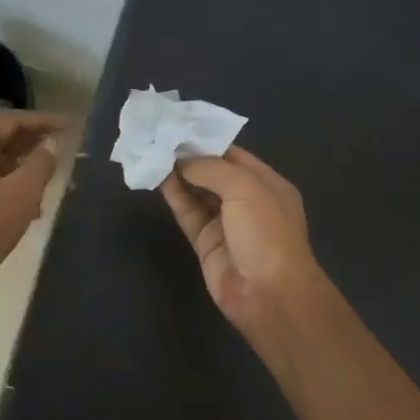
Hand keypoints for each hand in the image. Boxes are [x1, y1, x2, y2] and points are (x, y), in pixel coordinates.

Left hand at [0, 110, 64, 303]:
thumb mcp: (22, 193)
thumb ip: (41, 163)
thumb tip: (51, 143)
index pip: (10, 119)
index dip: (42, 121)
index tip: (68, 127)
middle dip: (32, 142)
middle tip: (62, 148)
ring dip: (21, 164)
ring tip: (49, 177)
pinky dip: (6, 180)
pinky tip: (27, 202)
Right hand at [160, 147, 324, 340]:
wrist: (268, 293)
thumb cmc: (266, 233)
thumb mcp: (246, 189)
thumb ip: (212, 169)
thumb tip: (182, 160)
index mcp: (267, 184)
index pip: (234, 155)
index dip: (207, 141)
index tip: (178, 126)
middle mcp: (248, 201)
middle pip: (214, 173)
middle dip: (189, 157)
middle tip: (157, 137)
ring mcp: (226, 224)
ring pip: (198, 193)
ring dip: (177, 175)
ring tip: (151, 153)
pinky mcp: (206, 244)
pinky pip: (188, 214)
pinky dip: (174, 197)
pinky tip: (157, 179)